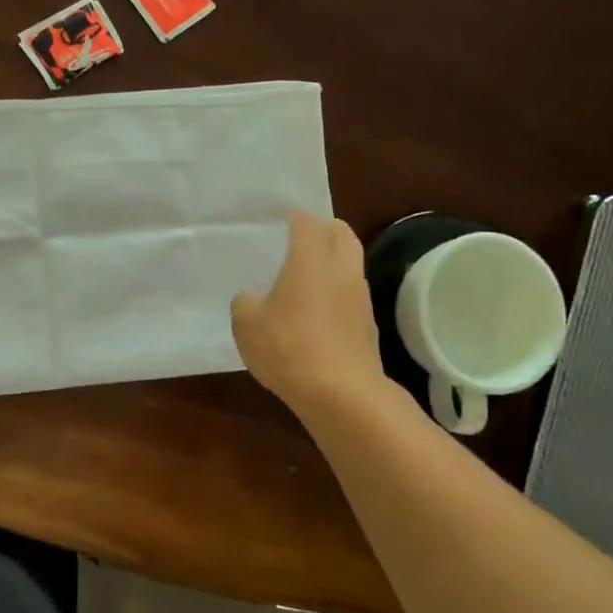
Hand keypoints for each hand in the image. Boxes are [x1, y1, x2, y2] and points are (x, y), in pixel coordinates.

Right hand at [232, 212, 384, 415]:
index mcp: (310, 260)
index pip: (307, 223)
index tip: (282, 220)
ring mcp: (360, 297)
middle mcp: (340, 270)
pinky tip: (319, 311)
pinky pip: (353, 294)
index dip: (295, 218)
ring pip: (351, 264)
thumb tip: (252, 298)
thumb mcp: (247, 325)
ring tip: (309, 274)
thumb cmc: (288, 348)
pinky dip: (339, 292)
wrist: (341, 393)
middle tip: (302, 239)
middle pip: (342, 234)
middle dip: (325, 230)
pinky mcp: (368, 325)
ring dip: (335, 261)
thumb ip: (245, 303)